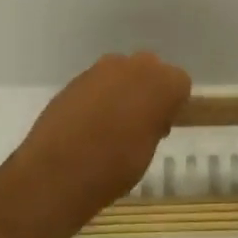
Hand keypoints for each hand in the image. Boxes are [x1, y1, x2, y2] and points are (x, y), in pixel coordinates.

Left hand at [16, 52, 191, 226]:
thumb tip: (150, 117)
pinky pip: (96, 84)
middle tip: (140, 123)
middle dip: (148, 90)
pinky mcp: (74, 80)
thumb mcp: (148, 150)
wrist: (58, 171)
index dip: (173, 104)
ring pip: (120, 73)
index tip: (162, 126)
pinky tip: (88, 126)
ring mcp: (99, 70)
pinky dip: (97, 98)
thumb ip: (154, 123)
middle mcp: (131, 66)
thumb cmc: (115, 166)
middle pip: (150, 69)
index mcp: (160, 82)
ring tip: (111, 126)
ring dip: (121, 91)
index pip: (179, 82)